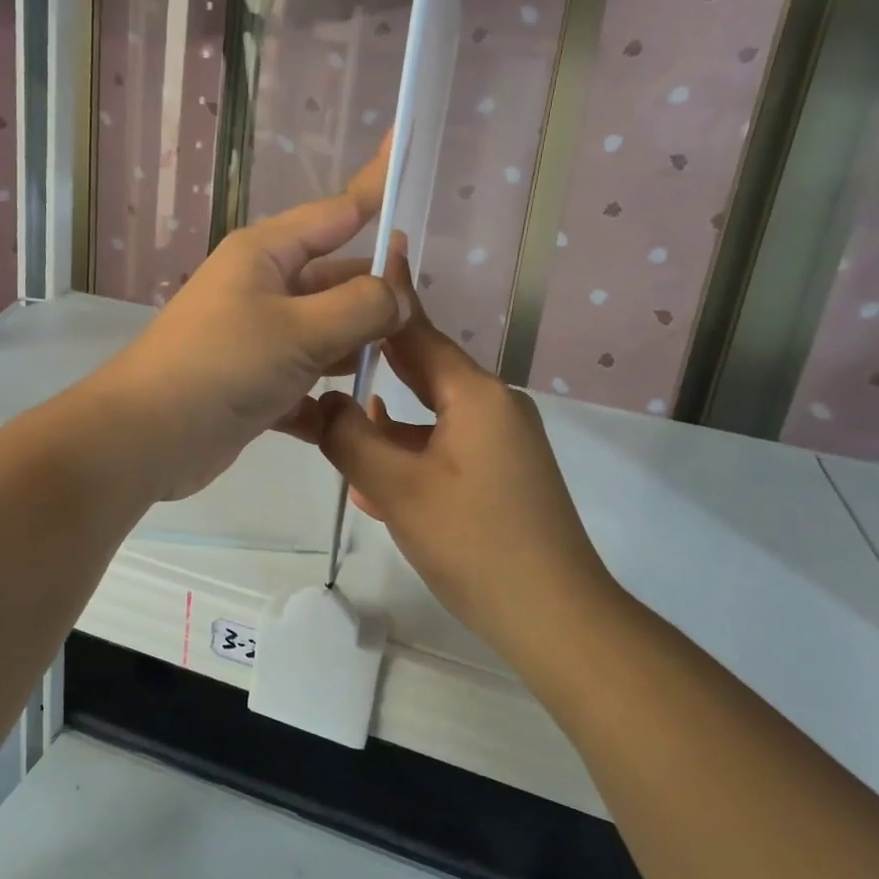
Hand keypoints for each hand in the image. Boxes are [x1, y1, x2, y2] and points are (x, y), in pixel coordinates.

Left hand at [84, 144, 409, 502]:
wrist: (146, 436)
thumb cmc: (222, 365)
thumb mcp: (299, 329)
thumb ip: (360, 306)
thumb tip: (399, 294)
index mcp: (267, 253)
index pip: (337, 211)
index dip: (375, 185)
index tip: (404, 145)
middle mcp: (263, 287)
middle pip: (337, 278)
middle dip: (378, 294)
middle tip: (428, 317)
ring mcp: (258, 337)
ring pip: (326, 332)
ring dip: (358, 348)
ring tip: (407, 363)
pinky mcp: (255, 384)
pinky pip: (306, 381)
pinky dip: (327, 397)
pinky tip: (355, 416)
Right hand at [313, 268, 615, 652]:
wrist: (554, 618)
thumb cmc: (476, 544)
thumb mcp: (399, 490)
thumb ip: (352, 439)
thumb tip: (323, 405)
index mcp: (476, 395)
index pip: (419, 334)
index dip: (387, 299)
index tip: (364, 259)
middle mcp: (493, 407)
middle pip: (423, 371)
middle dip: (374, 364)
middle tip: (324, 347)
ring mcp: (501, 443)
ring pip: (430, 415)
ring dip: (385, 421)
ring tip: (333, 419)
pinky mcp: (500, 474)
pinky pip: (444, 447)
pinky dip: (408, 453)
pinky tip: (372, 477)